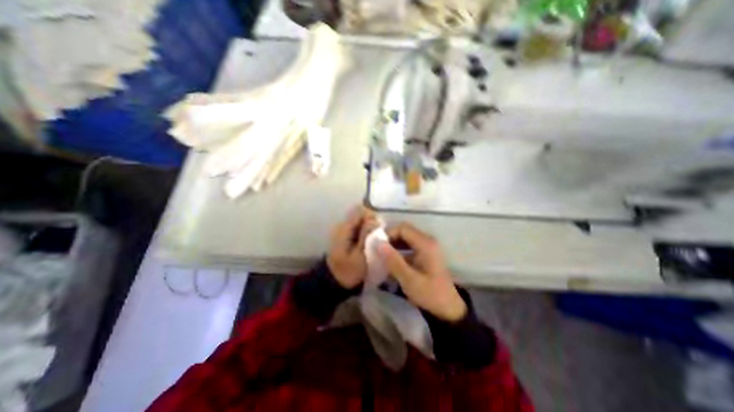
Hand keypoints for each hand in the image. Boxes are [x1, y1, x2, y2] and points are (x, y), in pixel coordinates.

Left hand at [329, 207, 381, 289]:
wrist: (334, 282)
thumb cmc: (348, 271)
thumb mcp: (360, 255)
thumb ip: (366, 236)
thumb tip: (375, 220)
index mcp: (344, 229)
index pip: (360, 211)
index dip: (372, 216)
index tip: (380, 227)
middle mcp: (342, 226)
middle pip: (360, 215)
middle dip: (372, 222)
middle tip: (380, 235)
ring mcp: (343, 231)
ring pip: (360, 221)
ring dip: (369, 227)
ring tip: (376, 239)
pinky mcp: (345, 236)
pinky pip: (358, 228)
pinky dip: (365, 232)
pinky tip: (370, 242)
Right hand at [379, 222, 463, 321]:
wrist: (448, 308)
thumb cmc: (429, 294)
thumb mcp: (409, 279)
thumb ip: (393, 260)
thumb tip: (378, 243)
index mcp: (425, 244)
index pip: (403, 228)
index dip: (388, 234)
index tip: (377, 245)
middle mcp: (427, 240)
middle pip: (405, 230)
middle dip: (390, 238)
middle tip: (378, 250)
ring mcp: (428, 246)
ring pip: (406, 237)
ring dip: (394, 243)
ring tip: (383, 255)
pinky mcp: (427, 253)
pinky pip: (410, 245)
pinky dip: (400, 249)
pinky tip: (393, 260)